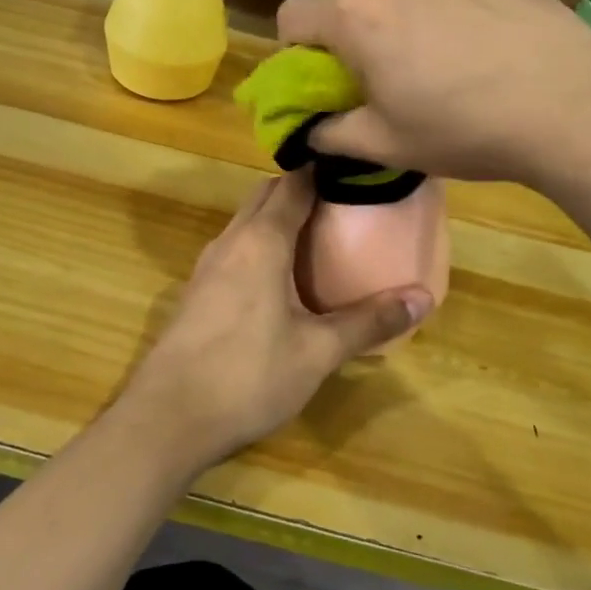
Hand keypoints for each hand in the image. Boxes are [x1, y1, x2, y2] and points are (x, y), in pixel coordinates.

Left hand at [117, 172, 432, 473]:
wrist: (167, 418)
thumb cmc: (248, 376)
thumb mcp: (317, 351)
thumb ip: (369, 321)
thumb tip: (424, 297)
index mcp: (261, 241)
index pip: (294, 183)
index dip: (325, 171)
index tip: (357, 172)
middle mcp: (230, 241)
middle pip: (267, 196)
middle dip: (303, 190)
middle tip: (346, 205)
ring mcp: (207, 266)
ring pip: (246, 222)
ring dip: (278, 218)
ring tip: (320, 237)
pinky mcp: (196, 291)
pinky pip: (234, 249)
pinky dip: (261, 245)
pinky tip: (281, 278)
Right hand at [276, 0, 590, 183]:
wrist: (571, 104)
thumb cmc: (466, 129)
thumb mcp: (387, 145)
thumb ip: (332, 135)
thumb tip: (308, 132)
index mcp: (354, 16)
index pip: (291, 18)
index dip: (294, 49)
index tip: (319, 75)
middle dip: (338, 8)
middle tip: (369, 50)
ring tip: (423, 32)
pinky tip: (470, 23)